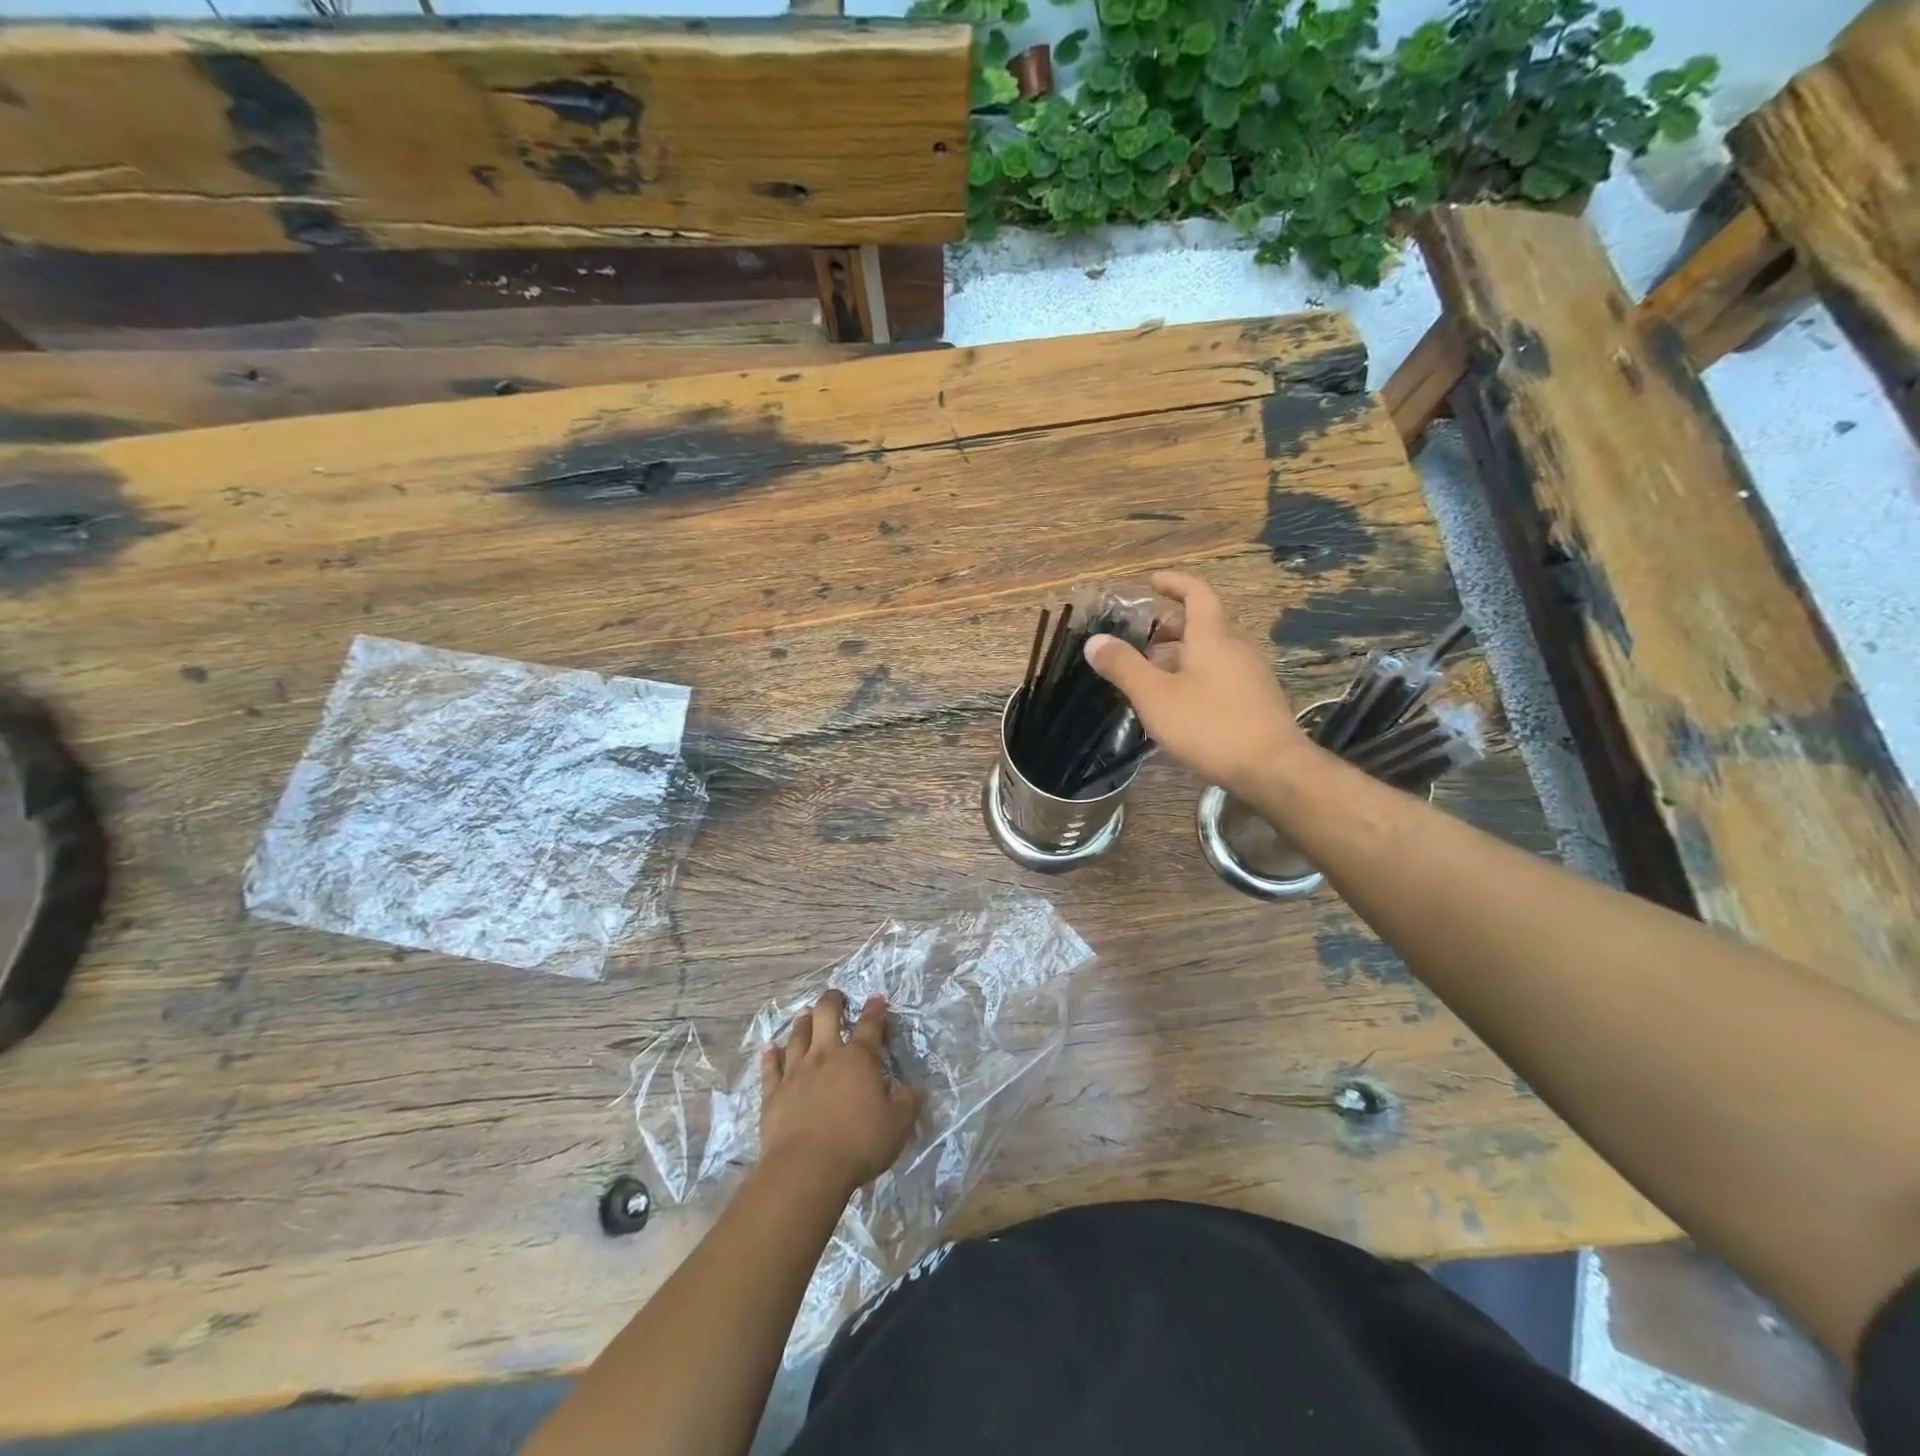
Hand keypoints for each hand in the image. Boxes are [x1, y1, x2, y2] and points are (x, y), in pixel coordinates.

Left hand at [759, 991, 924, 1199]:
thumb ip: (908, 1104)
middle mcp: (826, 1055)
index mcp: (859, 1059)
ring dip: (803, 1022)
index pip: (870, 1025)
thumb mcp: (897, 1127)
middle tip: (836, 997)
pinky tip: (770, 1048)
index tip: (878, 999)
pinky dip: (770, 1055)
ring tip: (806, 1014)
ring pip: (798, 1035)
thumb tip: (916, 1090)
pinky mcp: (774, 1092)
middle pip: (826, 1015)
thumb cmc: (858, 1144)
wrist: (806, 1169)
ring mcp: (797, 1071)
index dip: (876, 1010)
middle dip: (832, 1001)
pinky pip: (771, 1067)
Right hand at [1085, 570, 1315, 799]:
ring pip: (1214, 650)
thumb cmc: (1209, 725)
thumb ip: (1124, 666)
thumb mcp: (1155, 696)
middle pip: (1205, 622)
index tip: (1152, 582)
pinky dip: (1198, 673)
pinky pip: (1222, 672)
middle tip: (1144, 636)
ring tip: (1154, 672)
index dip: (1174, 583)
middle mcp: (1236, 646)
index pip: (1197, 593)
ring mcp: (1251, 673)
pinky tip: (1181, 701)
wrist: (1271, 768)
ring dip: (1184, 652)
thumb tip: (1095, 641)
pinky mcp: (1257, 698)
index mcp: (1213, 636)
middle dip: (1173, 624)